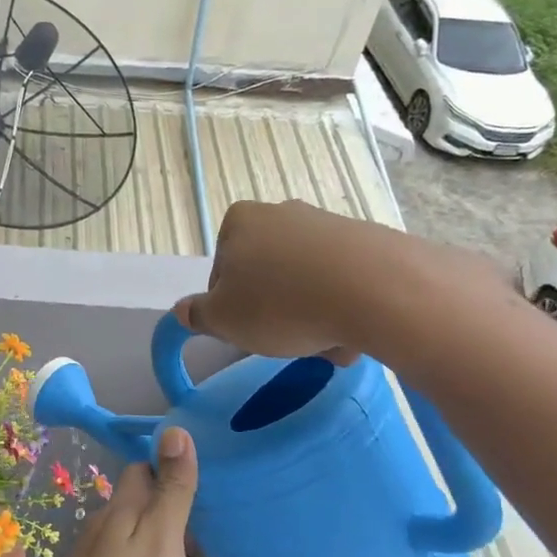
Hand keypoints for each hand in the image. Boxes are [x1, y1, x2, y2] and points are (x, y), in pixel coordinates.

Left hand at [25, 428, 208, 556]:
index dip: (172, 466)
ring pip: (146, 540)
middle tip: (222, 530)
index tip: (209, 476)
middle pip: (148, 506)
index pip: (144, 469)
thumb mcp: (160, 539)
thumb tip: (175, 429)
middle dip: (182, 513)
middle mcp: (110, 526)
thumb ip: (171, 489)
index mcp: (125, 509)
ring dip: (177, 549)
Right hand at [175, 200, 510, 374]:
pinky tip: (352, 332)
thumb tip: (183, 310)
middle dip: (274, 311)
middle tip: (287, 341)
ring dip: (310, 315)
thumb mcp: (223, 319)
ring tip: (326, 344)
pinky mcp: (365, 240)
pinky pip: (341, 282)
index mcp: (239, 222)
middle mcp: (281, 212)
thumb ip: (197, 314)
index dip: (230, 308)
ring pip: (305, 282)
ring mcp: (326, 223)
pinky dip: (341, 307)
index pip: (221, 273)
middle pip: (265, 276)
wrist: (373, 289)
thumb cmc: (280, 303)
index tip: (248, 330)